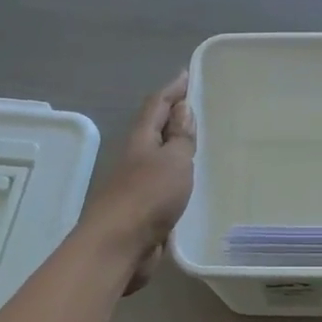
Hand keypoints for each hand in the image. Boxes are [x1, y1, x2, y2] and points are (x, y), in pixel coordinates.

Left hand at [82, 72, 195, 292]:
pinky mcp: (144, 209)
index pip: (156, 104)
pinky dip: (179, 176)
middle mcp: (136, 157)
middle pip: (156, 129)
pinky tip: (194, 182)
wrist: (118, 246)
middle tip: (201, 108)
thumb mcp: (173, 160)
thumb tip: (182, 109)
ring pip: (161, 158)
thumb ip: (179, 136)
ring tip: (203, 143)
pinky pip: (165, 184)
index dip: (172, 89)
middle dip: (175, 117)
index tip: (187, 75)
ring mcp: (138, 184)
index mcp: (141, 139)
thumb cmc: (148, 196)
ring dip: (177, 148)